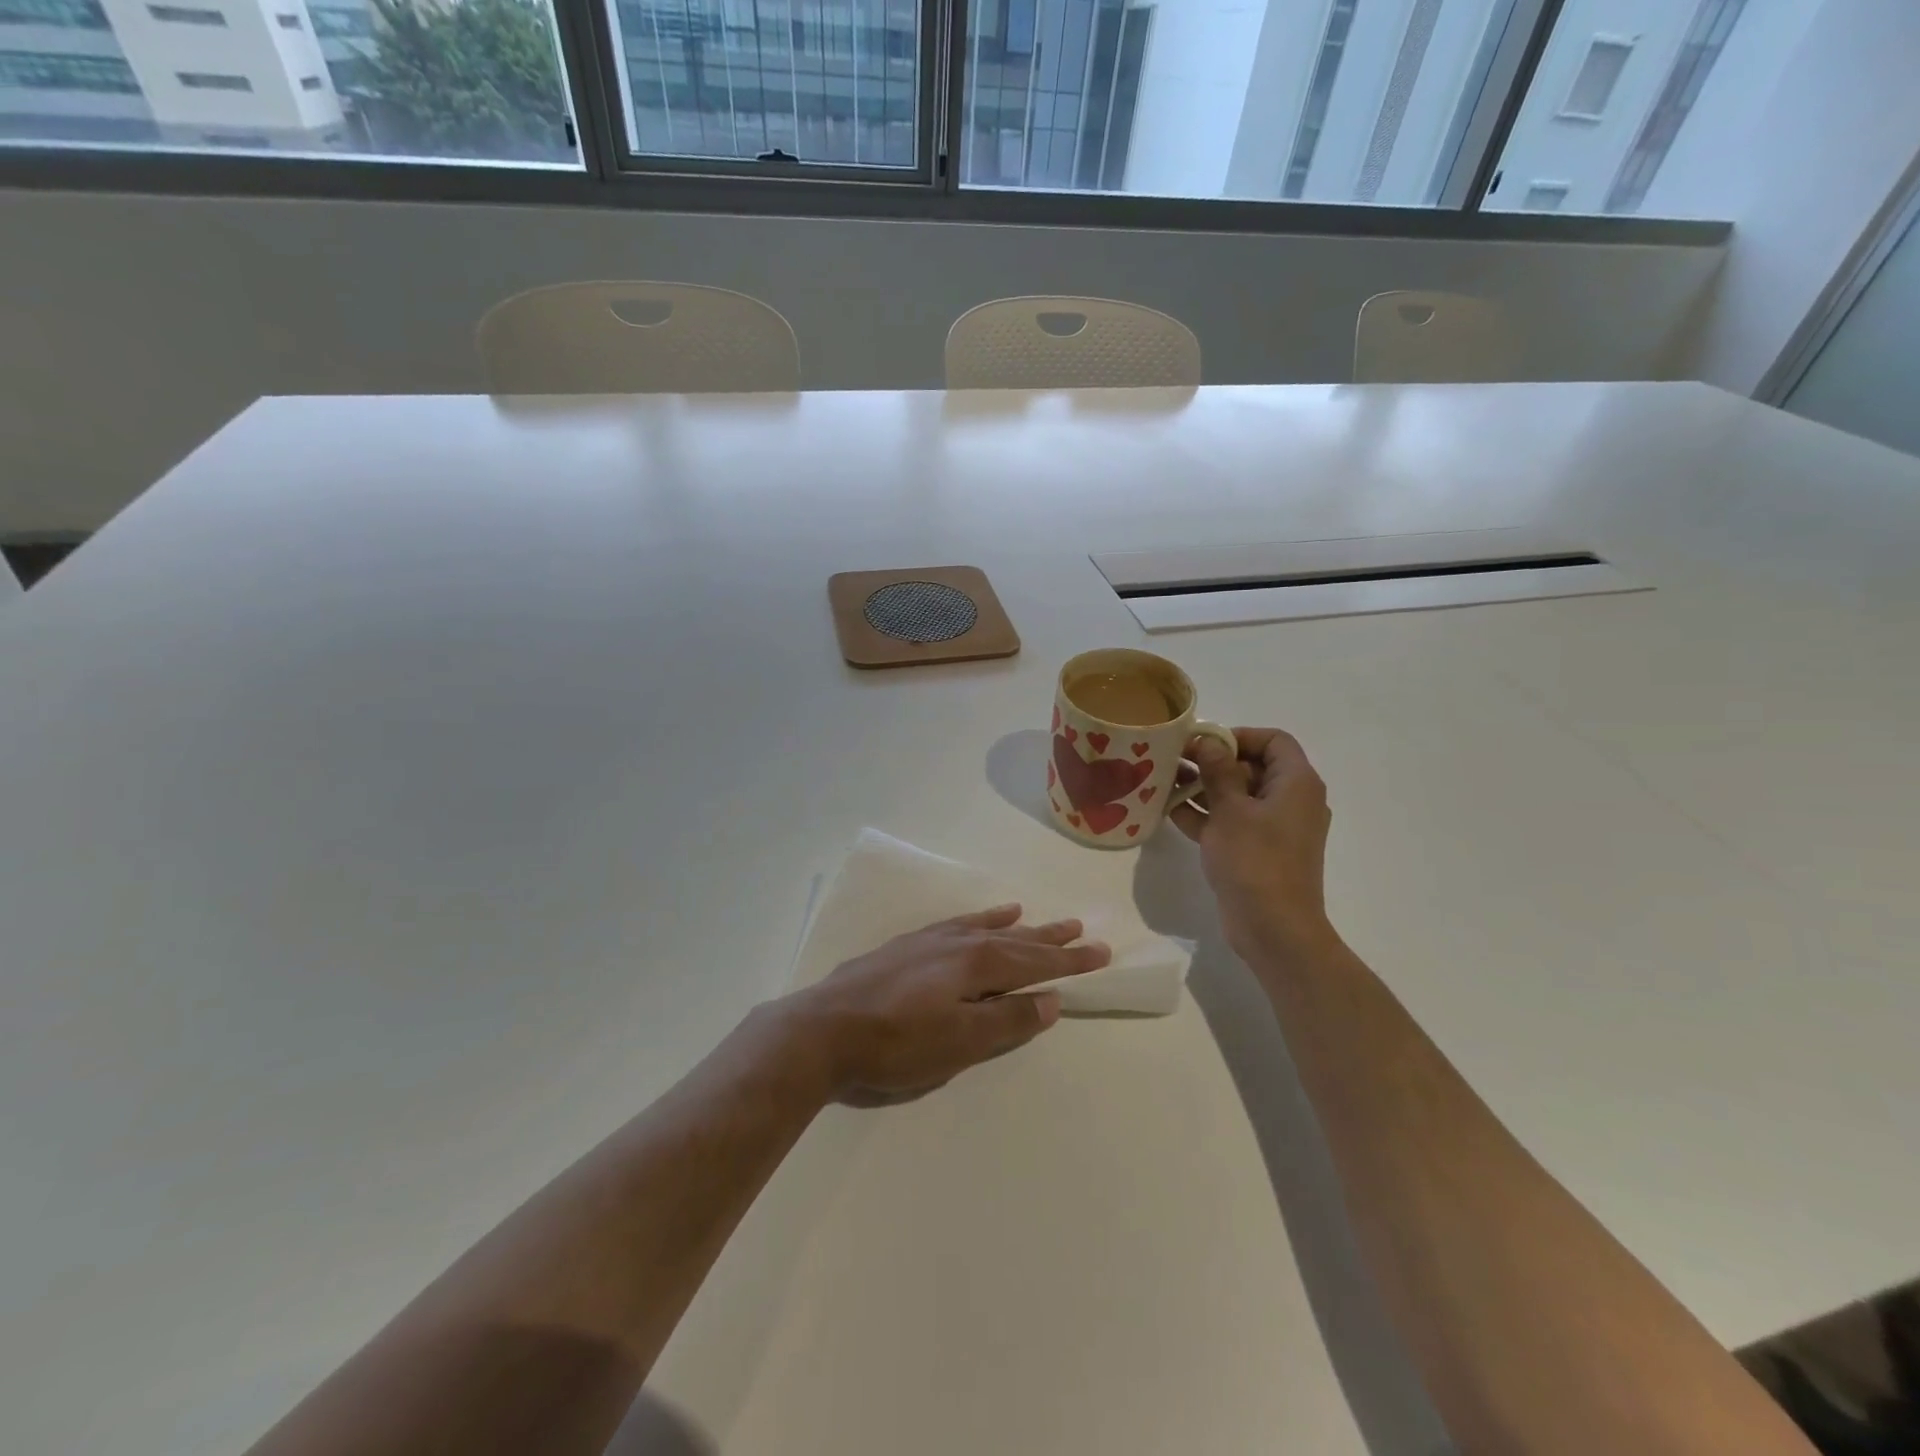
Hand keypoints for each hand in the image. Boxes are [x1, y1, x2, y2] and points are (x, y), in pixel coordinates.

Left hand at [780, 907, 1110, 1106]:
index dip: (1070, 961)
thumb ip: (1007, 1020)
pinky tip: (983, 917)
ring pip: (987, 929)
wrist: (823, 1029)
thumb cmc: (896, 1044)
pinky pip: (956, 924)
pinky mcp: (908, 946)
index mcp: (977, 964)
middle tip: (1081, 930)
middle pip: (1016, 940)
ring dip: (1018, 928)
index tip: (1101, 952)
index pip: (1036, 962)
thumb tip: (1051, 1000)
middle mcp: (959, 943)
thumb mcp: (960, 1043)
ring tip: (1040, 920)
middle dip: (1050, 940)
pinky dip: (978, 920)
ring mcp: (931, 941)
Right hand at [1168, 728, 1336, 956]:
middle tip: (1174, 761)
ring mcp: (1274, 829)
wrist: (1273, 929)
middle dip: (1211, 762)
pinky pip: (1231, 822)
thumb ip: (1217, 770)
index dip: (1238, 736)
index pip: (1274, 740)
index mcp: (1296, 783)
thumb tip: (1208, 741)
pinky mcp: (1257, 852)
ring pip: (1237, 796)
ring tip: (1164, 783)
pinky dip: (1206, 816)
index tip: (1202, 744)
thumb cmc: (1255, 860)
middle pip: (1252, 766)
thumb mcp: (1230, 809)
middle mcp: (1290, 801)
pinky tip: (1169, 812)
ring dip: (1203, 788)